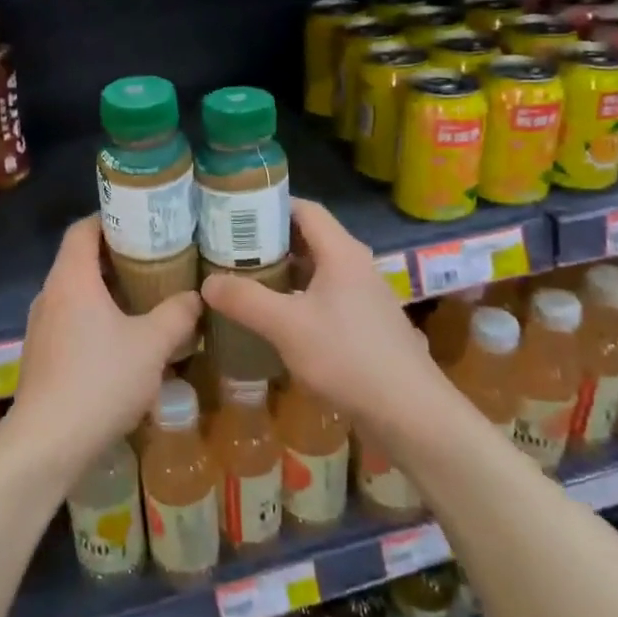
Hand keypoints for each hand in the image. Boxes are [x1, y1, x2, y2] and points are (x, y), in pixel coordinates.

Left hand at [4, 216, 201, 482]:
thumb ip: (177, 315)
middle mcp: (50, 294)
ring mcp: (41, 327)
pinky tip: (125, 341)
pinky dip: (97, 319)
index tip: (144, 220)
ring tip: (148, 297)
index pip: (83, 229)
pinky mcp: (42, 356)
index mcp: (71, 279)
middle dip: (118, 257)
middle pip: (81, 260)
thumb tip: (196, 297)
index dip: (111, 218)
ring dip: (109, 292)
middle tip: (158, 259)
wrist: (47, 443)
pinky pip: (71, 321)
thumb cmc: (100, 381)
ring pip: (77, 294)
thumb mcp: (151, 345)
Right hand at [200, 199, 455, 433]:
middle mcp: (355, 265)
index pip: (304, 209)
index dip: (270, 204)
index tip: (233, 212)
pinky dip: (298, 295)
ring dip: (283, 270)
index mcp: (341, 252)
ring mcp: (364, 295)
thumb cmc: (348, 357)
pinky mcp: (366, 323)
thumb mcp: (287, 326)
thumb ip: (245, 300)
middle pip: (309, 237)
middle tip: (229, 247)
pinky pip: (325, 295)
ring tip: (244, 278)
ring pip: (317, 269)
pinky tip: (276, 317)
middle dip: (269, 240)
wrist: (410, 412)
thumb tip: (207, 283)